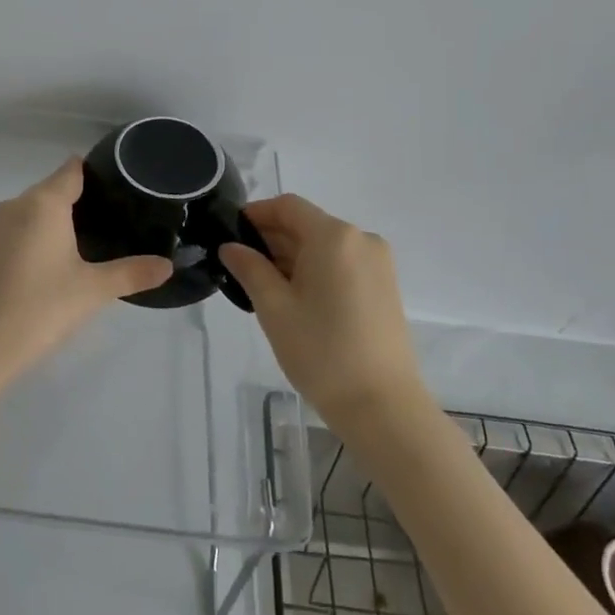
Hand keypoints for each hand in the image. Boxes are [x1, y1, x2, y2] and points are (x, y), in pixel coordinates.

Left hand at [0, 159, 172, 403]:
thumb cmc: (41, 309)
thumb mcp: (94, 290)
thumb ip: (132, 273)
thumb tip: (168, 266)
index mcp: (43, 203)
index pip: (73, 169)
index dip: (98, 172)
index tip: (125, 185)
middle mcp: (18, 205)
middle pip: (56, 187)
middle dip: (85, 198)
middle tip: (121, 218)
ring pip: (38, 208)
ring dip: (63, 218)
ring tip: (98, 237)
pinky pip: (24, 226)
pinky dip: (44, 233)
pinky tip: (64, 258)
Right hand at [218, 195, 423, 425]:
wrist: (383, 407)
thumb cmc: (322, 352)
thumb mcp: (274, 308)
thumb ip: (249, 268)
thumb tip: (231, 247)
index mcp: (334, 236)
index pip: (287, 207)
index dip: (256, 214)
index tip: (230, 234)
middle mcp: (361, 239)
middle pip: (307, 224)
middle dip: (272, 239)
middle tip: (241, 266)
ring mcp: (378, 263)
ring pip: (324, 245)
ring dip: (292, 256)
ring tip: (264, 287)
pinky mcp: (384, 286)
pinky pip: (342, 263)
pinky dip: (316, 270)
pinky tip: (296, 298)